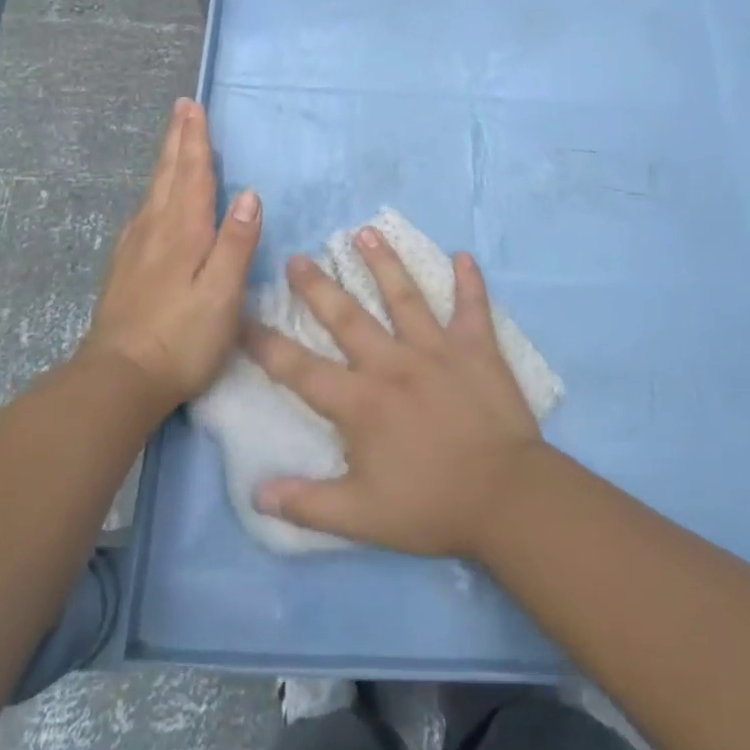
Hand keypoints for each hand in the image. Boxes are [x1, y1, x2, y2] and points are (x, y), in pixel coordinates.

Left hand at [80, 99, 261, 407]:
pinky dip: (154, 191)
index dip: (195, 140)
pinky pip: (143, 212)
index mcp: (183, 230)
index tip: (193, 107)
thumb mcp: (222, 294)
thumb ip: (237, 243)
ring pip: (153, 191)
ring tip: (172, 142)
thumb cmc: (181, 338)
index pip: (193, 174)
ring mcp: (135, 248)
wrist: (118, 380)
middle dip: (178, 139)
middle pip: (168, 174)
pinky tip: (153, 201)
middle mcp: (156, 229)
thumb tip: (250, 193)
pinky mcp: (125, 268)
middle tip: (181, 108)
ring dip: (166, 160)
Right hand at [243, 230, 542, 558]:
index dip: (267, 346)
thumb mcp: (361, 518)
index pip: (301, 370)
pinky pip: (472, 307)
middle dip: (318, 287)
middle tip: (297, 258)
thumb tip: (257, 495)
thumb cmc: (431, 507)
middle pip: (347, 317)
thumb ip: (308, 504)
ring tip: (366, 232)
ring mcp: (436, 349)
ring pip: (404, 296)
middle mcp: (393, 363)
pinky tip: (464, 256)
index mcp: (361, 402)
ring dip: (385, 262)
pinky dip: (469, 282)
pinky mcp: (476, 347)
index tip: (242, 319)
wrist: (506, 497)